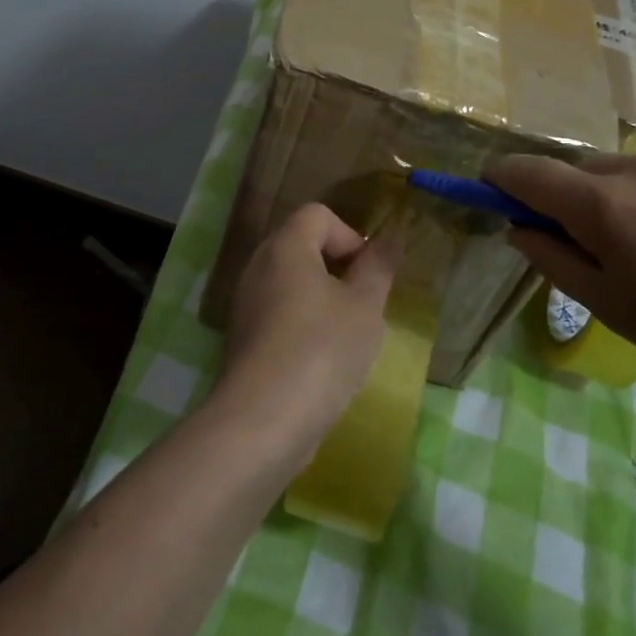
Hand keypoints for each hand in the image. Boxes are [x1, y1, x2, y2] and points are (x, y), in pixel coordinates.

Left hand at [213, 203, 401, 461]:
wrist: (264, 420)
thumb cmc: (322, 350)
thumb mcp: (364, 306)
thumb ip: (378, 266)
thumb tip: (391, 235)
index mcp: (285, 247)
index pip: (318, 214)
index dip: (350, 235)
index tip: (368, 274)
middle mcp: (258, 267)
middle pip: (302, 246)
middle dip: (339, 268)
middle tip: (364, 304)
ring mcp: (246, 304)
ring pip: (292, 283)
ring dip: (324, 299)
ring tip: (347, 335)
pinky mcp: (244, 338)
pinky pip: (280, 313)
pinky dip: (303, 324)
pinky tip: (322, 360)